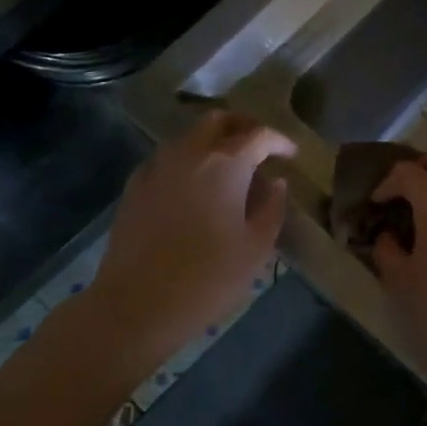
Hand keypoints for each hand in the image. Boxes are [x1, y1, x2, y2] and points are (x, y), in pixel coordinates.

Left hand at [88, 110, 295, 366]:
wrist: (137, 304)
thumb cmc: (208, 277)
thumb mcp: (256, 247)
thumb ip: (272, 207)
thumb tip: (275, 183)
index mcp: (225, 164)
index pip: (259, 135)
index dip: (279, 141)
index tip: (291, 154)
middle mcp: (189, 153)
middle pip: (219, 121)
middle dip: (243, 127)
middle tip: (260, 148)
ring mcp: (157, 167)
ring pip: (189, 136)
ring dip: (214, 141)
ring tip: (230, 168)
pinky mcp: (135, 186)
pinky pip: (168, 158)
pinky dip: (188, 160)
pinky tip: (196, 187)